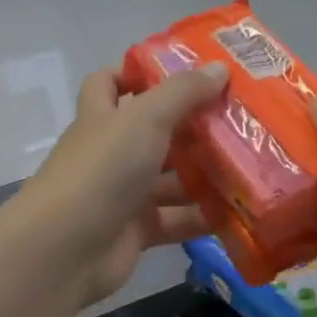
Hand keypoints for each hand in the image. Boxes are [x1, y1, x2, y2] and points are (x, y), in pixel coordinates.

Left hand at [13, 62, 228, 303]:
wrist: (64, 249)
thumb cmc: (102, 169)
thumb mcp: (145, 118)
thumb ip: (183, 92)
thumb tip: (220, 67)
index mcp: (103, 116)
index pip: (110, 82)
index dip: (138, 73)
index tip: (182, 71)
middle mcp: (112, 151)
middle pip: (154, 131)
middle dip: (192, 126)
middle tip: (239, 118)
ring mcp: (123, 193)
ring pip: (170, 178)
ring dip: (205, 173)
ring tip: (252, 164)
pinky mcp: (137, 231)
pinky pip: (176, 219)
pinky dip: (203, 217)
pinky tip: (239, 211)